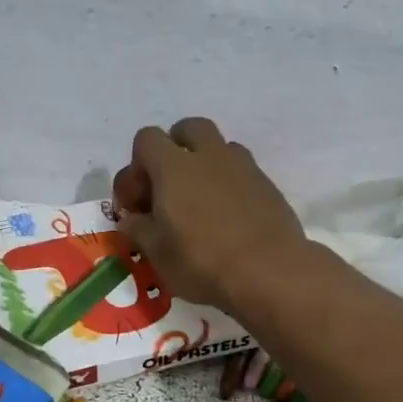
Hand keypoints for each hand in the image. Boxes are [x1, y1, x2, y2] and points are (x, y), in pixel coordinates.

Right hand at [112, 117, 309, 313]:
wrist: (270, 272)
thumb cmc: (202, 261)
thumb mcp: (156, 252)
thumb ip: (138, 228)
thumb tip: (132, 219)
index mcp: (174, 166)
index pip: (146, 139)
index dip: (135, 167)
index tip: (136, 203)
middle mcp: (209, 156)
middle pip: (187, 129)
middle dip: (174, 150)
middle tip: (169, 188)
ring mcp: (243, 167)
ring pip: (219, 148)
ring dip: (205, 165)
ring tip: (201, 204)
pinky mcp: (268, 186)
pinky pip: (242, 172)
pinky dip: (229, 186)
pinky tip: (228, 219)